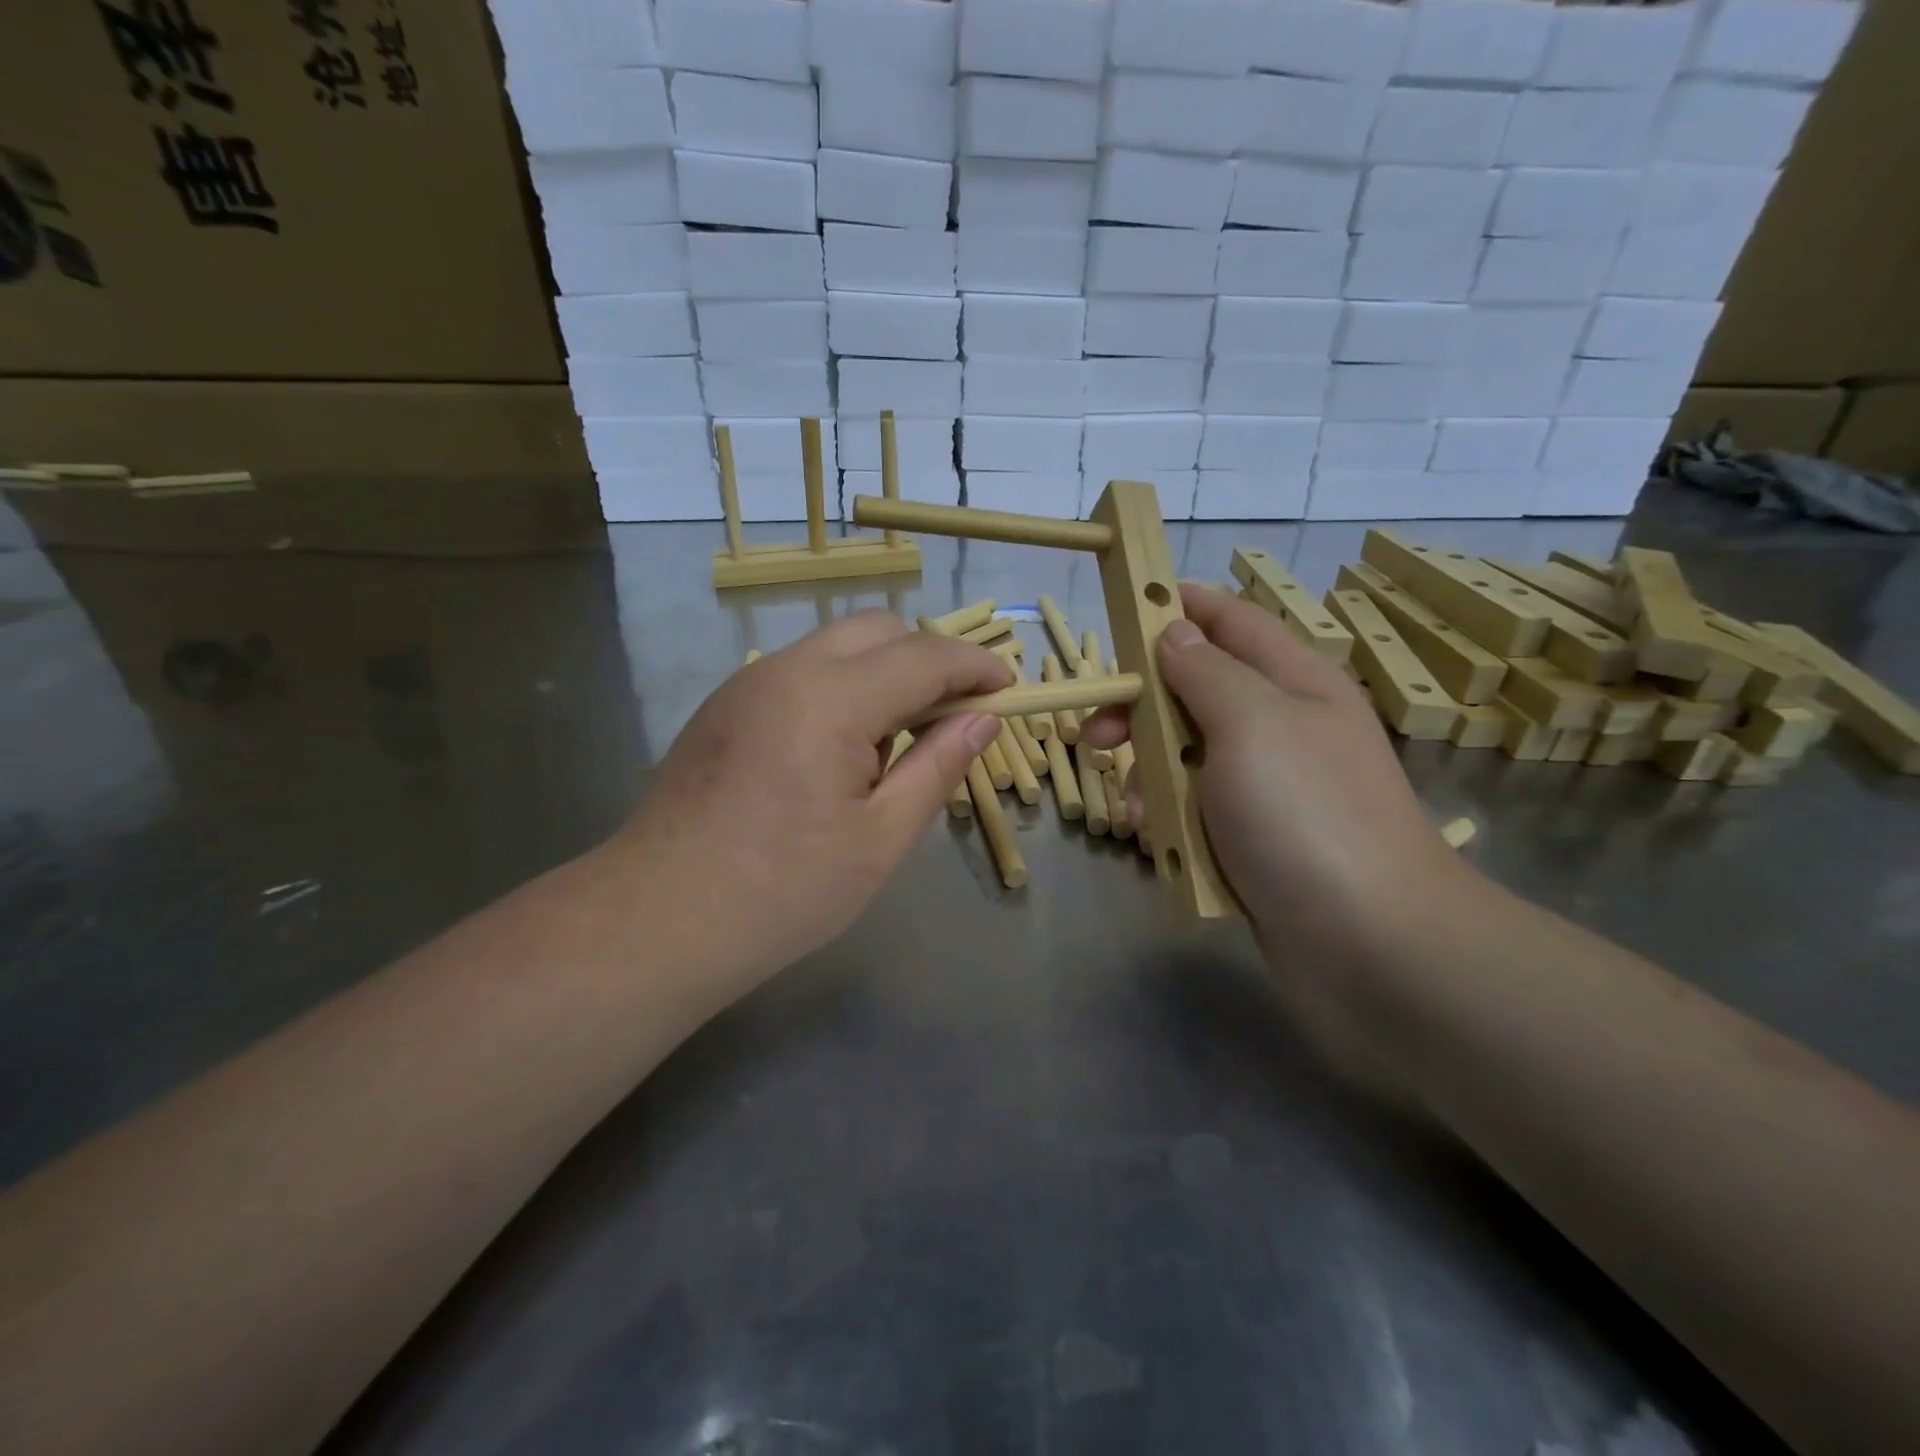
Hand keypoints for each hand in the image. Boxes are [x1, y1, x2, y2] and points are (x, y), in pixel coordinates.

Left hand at [615, 612, 1008, 993]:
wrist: (659, 918)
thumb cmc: (783, 891)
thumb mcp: (882, 838)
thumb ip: (939, 765)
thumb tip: (983, 718)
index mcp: (831, 699)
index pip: (925, 655)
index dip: (975, 666)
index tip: (1007, 689)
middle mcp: (787, 669)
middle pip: (879, 629)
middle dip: (928, 658)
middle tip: (953, 716)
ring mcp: (748, 682)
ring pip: (837, 645)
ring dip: (883, 671)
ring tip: (894, 744)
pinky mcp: (725, 703)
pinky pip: (802, 670)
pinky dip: (842, 685)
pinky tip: (839, 750)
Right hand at [1084, 584, 1478, 969]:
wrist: (1369, 942)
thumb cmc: (1305, 814)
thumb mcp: (1251, 723)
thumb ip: (1206, 672)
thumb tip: (1175, 632)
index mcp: (1294, 681)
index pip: (1231, 621)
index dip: (1180, 608)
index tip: (1126, 610)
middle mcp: (1282, 725)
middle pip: (1197, 691)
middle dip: (1143, 707)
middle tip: (1097, 733)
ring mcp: (1269, 785)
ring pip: (1188, 754)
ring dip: (1150, 772)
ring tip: (1131, 806)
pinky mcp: (1254, 835)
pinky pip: (1197, 807)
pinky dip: (1169, 816)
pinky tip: (1152, 838)